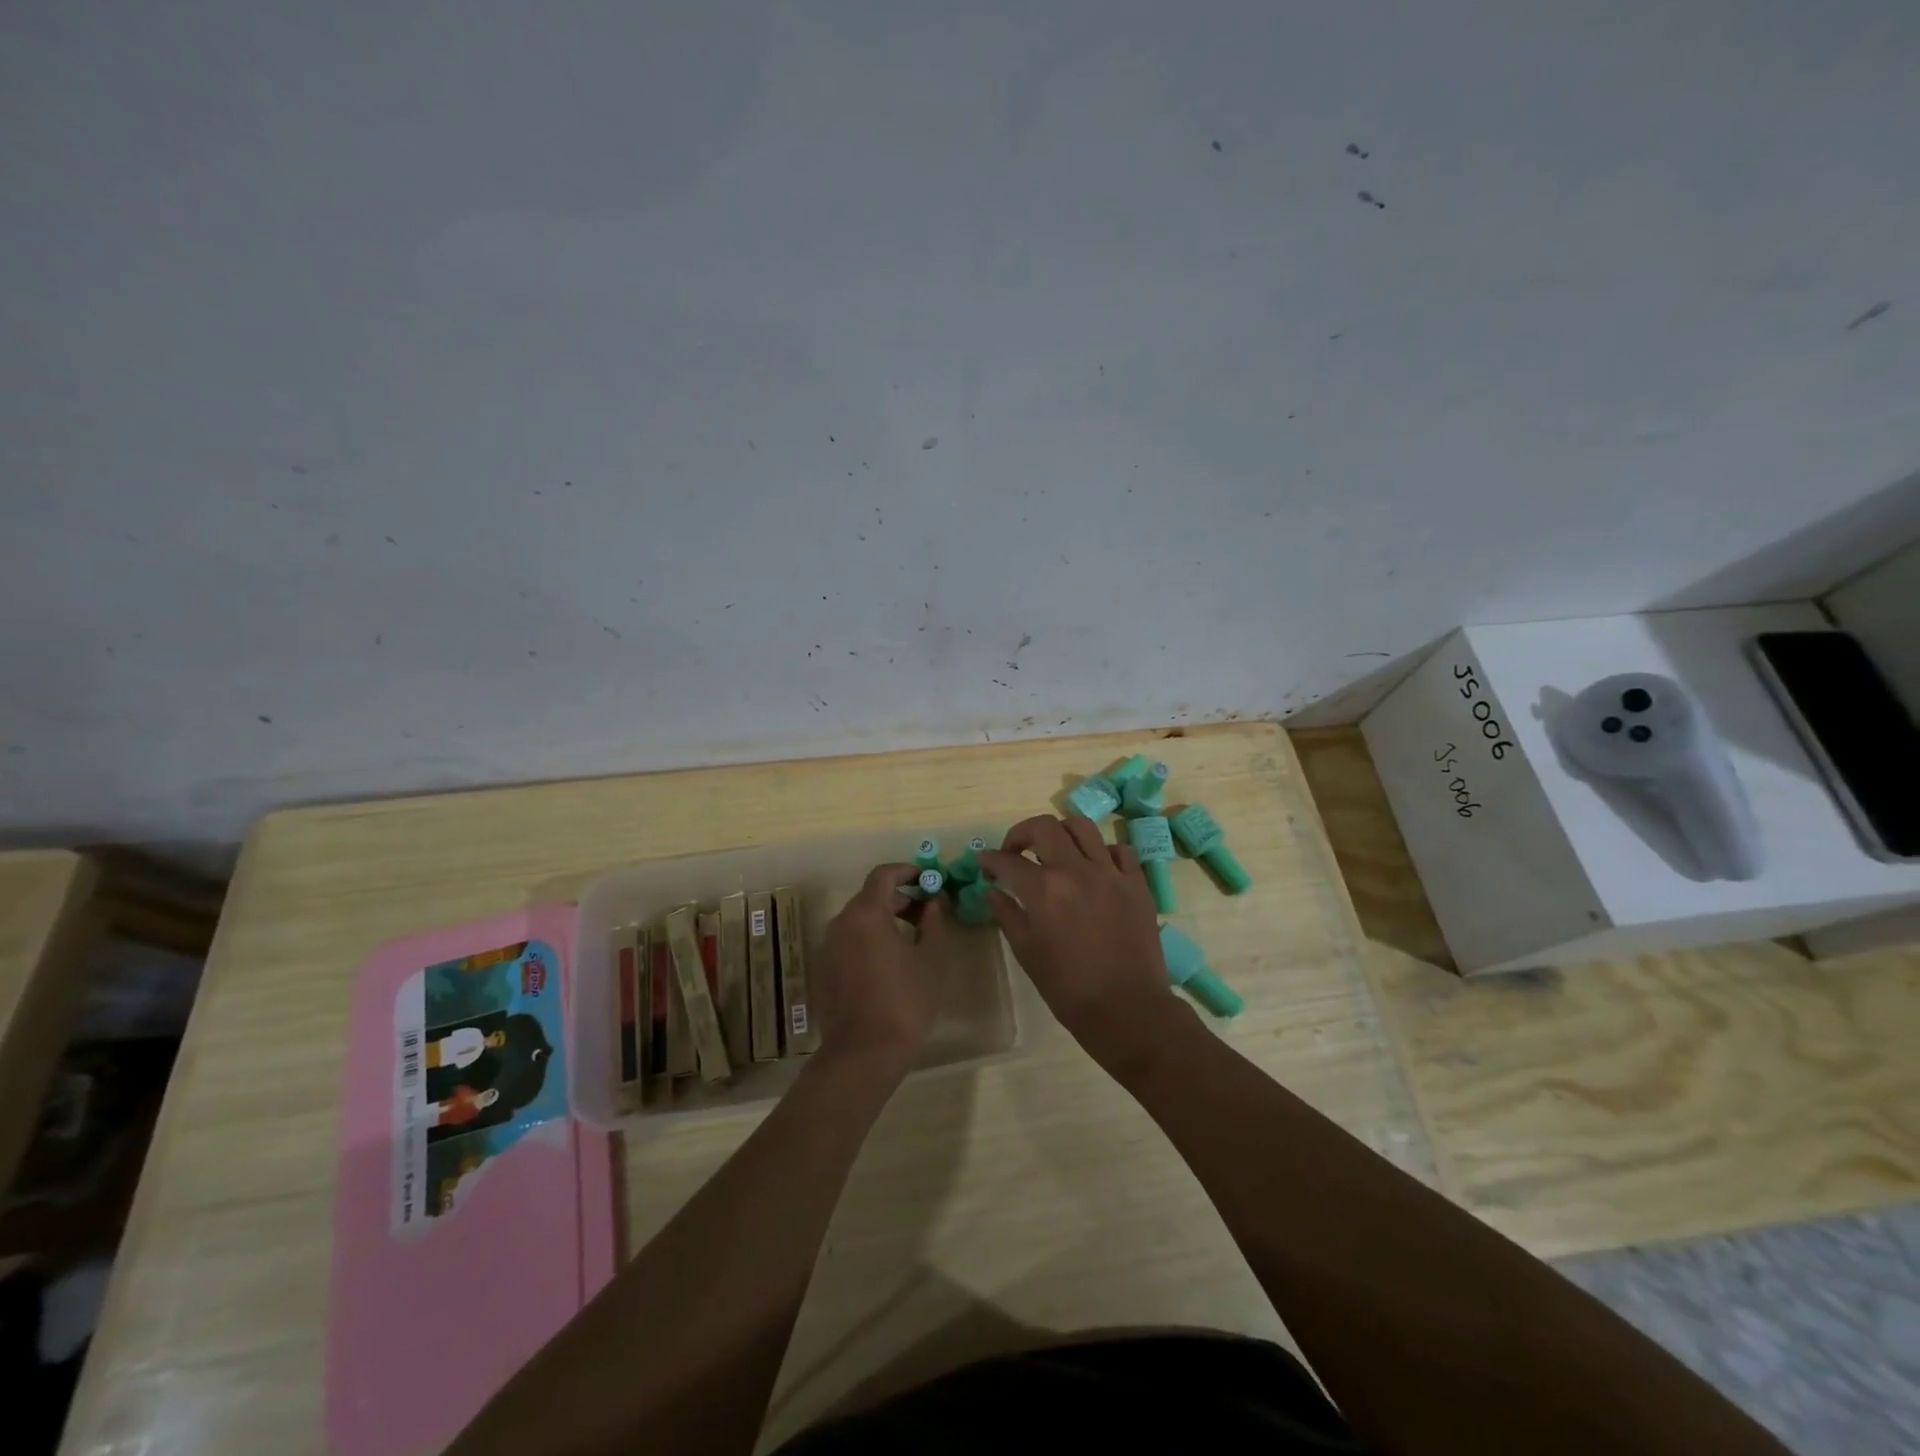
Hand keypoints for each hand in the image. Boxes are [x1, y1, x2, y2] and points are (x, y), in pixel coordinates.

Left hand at [814, 863, 952, 1083]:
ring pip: (858, 920)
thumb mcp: (932, 960)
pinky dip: (869, 940)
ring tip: (913, 939)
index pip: (883, 875)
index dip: (907, 871)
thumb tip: (934, 901)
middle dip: (900, 898)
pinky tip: (890, 963)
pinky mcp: (823, 970)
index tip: (928, 879)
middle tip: (928, 913)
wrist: (862, 1055)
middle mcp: (840, 923)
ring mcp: (828, 948)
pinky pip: (849, 942)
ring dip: (885, 920)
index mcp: (866, 914)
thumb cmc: (905, 1002)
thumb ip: (935, 922)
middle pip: (870, 897)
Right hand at [978, 815, 1184, 1076]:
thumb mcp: (1027, 953)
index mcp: (1044, 890)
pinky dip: (1101, 852)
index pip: (1008, 860)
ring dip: (1061, 833)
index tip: (985, 863)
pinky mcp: (1137, 883)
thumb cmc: (1069, 989)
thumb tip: (993, 891)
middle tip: (1015, 851)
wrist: (1128, 1010)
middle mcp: (1076, 870)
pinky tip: (1094, 869)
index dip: (991, 859)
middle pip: (1044, 826)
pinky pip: (1119, 850)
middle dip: (1021, 833)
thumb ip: (1007, 915)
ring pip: (1082, 826)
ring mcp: (1111, 873)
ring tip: (1055, 850)